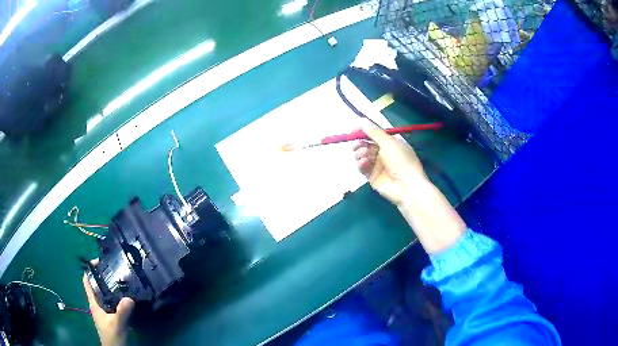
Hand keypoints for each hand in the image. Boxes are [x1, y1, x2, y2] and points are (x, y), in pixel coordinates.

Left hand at [83, 261, 134, 345]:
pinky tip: (125, 296)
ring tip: (121, 280)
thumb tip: (129, 298)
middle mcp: (97, 304)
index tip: (99, 262)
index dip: (90, 270)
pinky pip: (112, 301)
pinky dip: (117, 296)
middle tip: (114, 269)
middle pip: (97, 285)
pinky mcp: (111, 315)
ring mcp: (104, 310)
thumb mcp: (117, 324)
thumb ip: (121, 312)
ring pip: (105, 293)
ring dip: (111, 286)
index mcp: (94, 303)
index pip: (87, 282)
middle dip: (103, 276)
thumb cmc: (112, 336)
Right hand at [354, 119, 465, 253]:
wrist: (407, 186)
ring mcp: (377, 165)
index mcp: (391, 143)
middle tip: (357, 143)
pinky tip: (364, 163)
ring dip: (360, 152)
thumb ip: (374, 132)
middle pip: (366, 144)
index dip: (364, 131)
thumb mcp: (389, 142)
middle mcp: (384, 153)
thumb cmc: (402, 161)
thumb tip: (362, 120)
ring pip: (362, 155)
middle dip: (360, 142)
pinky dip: (361, 163)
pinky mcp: (372, 176)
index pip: (375, 134)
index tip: (354, 130)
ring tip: (364, 155)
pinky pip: (362, 167)